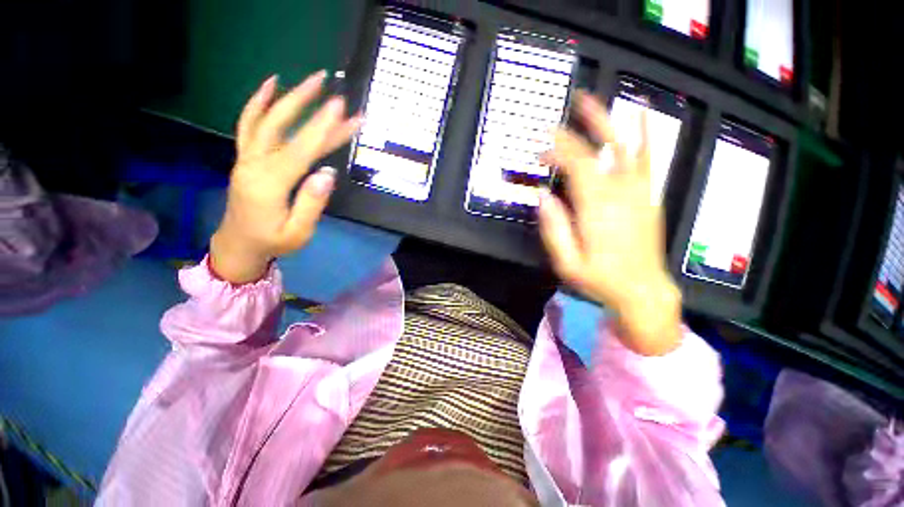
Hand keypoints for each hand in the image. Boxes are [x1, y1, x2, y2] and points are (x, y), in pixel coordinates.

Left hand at [210, 71, 361, 283]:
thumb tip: (327, 174)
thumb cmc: (272, 241)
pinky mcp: (245, 156)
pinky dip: (258, 103)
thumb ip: (311, 203)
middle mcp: (255, 163)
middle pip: (284, 127)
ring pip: (267, 120)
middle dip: (309, 105)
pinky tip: (270, 85)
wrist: (238, 244)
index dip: (322, 129)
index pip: (301, 150)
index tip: (341, 108)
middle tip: (332, 88)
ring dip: (289, 97)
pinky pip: (248, 124)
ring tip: (311, 80)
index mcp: (270, 184)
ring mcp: (246, 157)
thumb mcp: (298, 232)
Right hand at [538, 91, 681, 355]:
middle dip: (579, 129)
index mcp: (597, 209)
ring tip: (593, 101)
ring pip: (625, 147)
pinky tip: (639, 116)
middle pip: (599, 151)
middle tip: (565, 111)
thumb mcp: (567, 263)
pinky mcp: (649, 196)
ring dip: (608, 121)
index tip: (542, 143)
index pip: (577, 166)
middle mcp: (620, 194)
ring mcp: (639, 193)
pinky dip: (642, 135)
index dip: (559, 149)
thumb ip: (554, 229)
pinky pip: (647, 159)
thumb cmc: (599, 279)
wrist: (642, 290)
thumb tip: (543, 197)